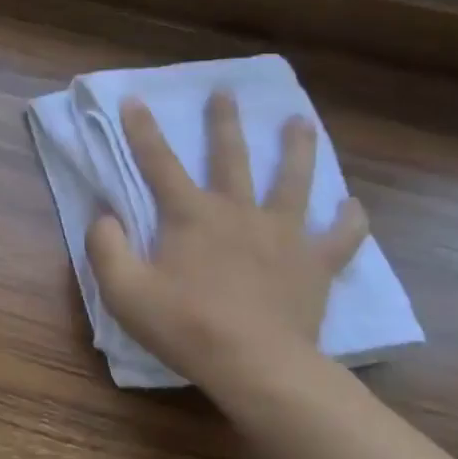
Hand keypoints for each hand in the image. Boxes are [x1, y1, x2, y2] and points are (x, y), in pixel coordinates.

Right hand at [87, 91, 368, 395]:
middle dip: (224, 122)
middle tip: (225, 92)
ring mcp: (283, 235)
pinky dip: (349, 220)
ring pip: (292, 181)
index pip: (159, 162)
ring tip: (300, 122)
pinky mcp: (314, 264)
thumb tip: (104, 215)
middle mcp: (238, 211)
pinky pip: (340, 237)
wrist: (257, 366)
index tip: (135, 98)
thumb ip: (106, 246)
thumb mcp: (123, 290)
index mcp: (190, 214)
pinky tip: (352, 206)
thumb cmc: (185, 326)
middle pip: (230, 157)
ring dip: (296, 149)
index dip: (143, 129)